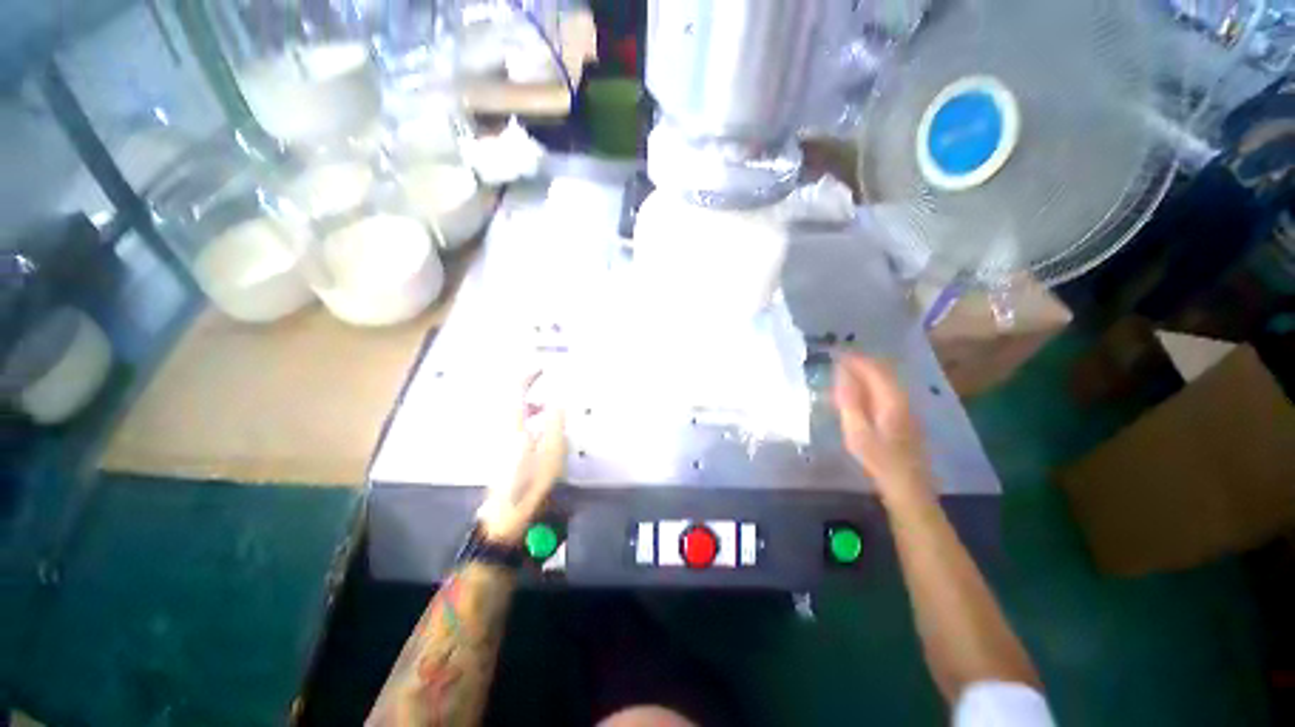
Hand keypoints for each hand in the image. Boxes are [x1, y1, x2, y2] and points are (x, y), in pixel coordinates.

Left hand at [476, 372, 565, 543]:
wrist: (508, 511)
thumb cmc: (532, 480)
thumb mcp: (552, 449)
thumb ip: (555, 420)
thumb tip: (559, 399)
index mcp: (514, 424)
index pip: (516, 390)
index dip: (528, 376)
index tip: (543, 368)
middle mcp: (503, 427)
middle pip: (512, 400)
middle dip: (530, 390)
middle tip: (547, 388)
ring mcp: (500, 439)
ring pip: (514, 413)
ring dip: (531, 406)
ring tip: (549, 411)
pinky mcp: (502, 450)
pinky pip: (515, 424)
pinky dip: (528, 420)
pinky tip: (541, 431)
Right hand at [832, 353, 933, 506]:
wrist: (908, 487)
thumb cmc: (879, 460)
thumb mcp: (857, 432)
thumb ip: (849, 401)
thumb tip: (842, 374)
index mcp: (892, 400)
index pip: (874, 369)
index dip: (854, 359)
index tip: (834, 353)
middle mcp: (903, 398)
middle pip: (883, 371)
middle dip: (861, 361)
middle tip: (838, 359)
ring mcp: (907, 408)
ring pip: (887, 380)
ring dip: (866, 372)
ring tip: (845, 371)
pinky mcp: (905, 417)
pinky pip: (887, 390)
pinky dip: (871, 383)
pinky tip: (860, 391)